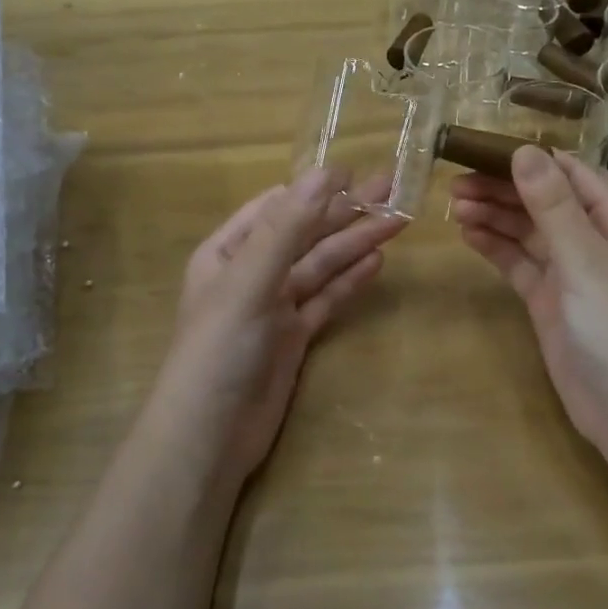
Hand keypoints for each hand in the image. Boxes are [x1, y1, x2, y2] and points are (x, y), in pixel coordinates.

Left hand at [149, 168, 406, 489]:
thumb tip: (324, 173)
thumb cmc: (220, 348)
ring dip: (354, 244)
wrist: (211, 435)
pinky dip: (349, 281)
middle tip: (392, 190)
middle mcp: (250, 273)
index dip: (313, 189)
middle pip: (304, 235)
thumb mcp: (250, 280)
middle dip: (345, 213)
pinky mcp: (294, 338)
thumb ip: (287, 228)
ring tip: (396, 222)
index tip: (354, 172)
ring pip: (320, 266)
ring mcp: (274, 307)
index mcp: (227, 251)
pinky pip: (325, 299)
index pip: (275, 207)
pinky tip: (375, 262)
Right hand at [451, 147, 607, 460]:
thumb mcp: (585, 258)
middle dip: (503, 190)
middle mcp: (595, 241)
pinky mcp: (551, 303)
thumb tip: (524, 150)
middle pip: (544, 202)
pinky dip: (496, 248)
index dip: (529, 160)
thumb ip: (552, 204)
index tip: (483, 150)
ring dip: (495, 217)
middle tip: (455, 183)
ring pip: (528, 233)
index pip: (570, 174)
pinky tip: (469, 234)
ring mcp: (572, 274)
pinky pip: (520, 265)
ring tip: (455, 206)